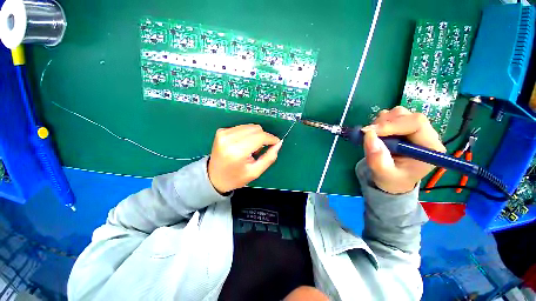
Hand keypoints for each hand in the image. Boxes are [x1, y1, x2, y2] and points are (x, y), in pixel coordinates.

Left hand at [208, 124, 281, 193]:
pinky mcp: (221, 131)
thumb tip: (278, 143)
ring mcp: (223, 133)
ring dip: (256, 135)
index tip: (276, 142)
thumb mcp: (255, 172)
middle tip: (262, 149)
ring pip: (250, 126)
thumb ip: (269, 157)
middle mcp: (229, 139)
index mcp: (237, 151)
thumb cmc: (235, 178)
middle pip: (256, 129)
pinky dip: (247, 134)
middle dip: (264, 137)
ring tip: (252, 148)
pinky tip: (244, 144)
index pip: (260, 137)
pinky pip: (242, 127)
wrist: (214, 177)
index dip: (271, 138)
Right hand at [362, 106, 445, 193]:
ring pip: (398, 113)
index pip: (416, 124)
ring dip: (381, 122)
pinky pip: (391, 115)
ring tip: (373, 136)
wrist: (393, 179)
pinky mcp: (404, 126)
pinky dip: (379, 122)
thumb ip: (377, 158)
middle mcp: (426, 134)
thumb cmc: (392, 179)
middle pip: (407, 115)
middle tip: (368, 133)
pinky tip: (376, 134)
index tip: (369, 131)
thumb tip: (368, 135)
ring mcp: (414, 129)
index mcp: (429, 147)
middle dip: (384, 122)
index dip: (392, 124)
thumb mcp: (383, 174)